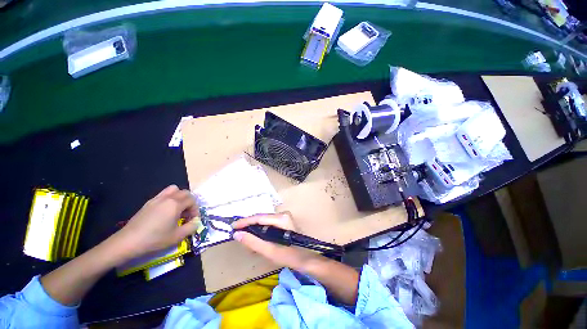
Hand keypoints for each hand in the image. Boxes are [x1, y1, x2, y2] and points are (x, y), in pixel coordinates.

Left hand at [108, 185, 199, 262]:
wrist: (128, 242)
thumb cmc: (155, 239)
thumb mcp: (177, 236)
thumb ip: (192, 227)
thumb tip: (196, 221)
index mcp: (175, 204)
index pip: (192, 201)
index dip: (195, 209)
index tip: (192, 220)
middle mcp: (167, 198)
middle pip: (185, 193)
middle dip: (190, 202)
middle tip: (187, 214)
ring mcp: (157, 199)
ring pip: (174, 189)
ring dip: (180, 197)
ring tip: (178, 209)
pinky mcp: (148, 203)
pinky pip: (164, 194)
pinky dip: (169, 198)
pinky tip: (165, 212)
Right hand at [231, 212, 317, 269]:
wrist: (309, 260)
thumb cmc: (291, 256)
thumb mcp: (270, 251)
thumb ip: (253, 242)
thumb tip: (237, 234)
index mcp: (281, 218)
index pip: (259, 217)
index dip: (245, 221)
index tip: (232, 226)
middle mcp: (283, 214)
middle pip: (261, 218)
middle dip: (249, 226)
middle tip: (237, 234)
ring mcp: (284, 218)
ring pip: (264, 221)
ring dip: (254, 229)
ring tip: (245, 238)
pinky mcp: (284, 223)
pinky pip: (269, 224)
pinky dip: (261, 231)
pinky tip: (256, 239)